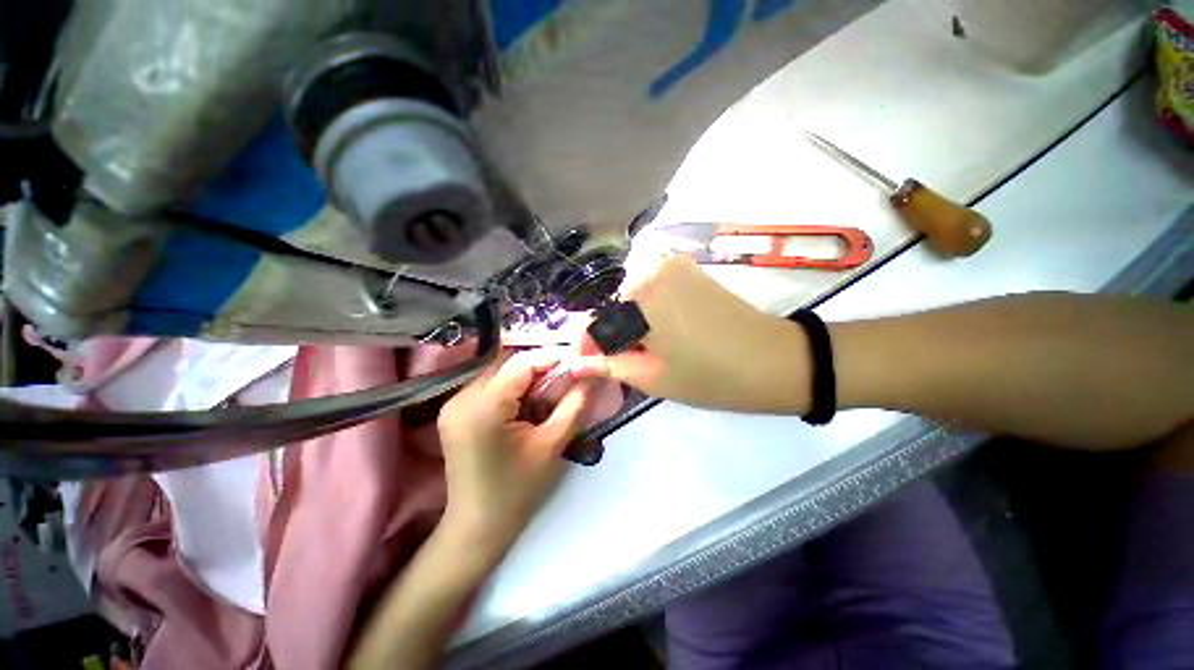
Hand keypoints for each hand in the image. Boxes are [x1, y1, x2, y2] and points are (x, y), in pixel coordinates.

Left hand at [437, 349, 590, 563]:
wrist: (478, 527)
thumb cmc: (518, 490)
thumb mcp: (552, 444)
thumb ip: (574, 403)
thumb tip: (590, 374)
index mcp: (484, 408)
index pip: (521, 363)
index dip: (550, 358)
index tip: (575, 362)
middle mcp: (461, 399)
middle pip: (506, 364)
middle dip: (538, 366)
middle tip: (563, 378)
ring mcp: (452, 405)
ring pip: (497, 372)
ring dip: (524, 376)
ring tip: (546, 392)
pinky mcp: (453, 412)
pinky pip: (487, 386)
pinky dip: (510, 387)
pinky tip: (524, 403)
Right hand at [570, 256, 810, 413]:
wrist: (773, 360)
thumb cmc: (709, 376)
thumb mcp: (651, 377)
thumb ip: (608, 366)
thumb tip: (575, 364)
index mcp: (639, 299)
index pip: (596, 322)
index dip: (586, 346)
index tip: (583, 364)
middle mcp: (650, 271)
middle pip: (613, 308)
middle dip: (608, 336)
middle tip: (615, 363)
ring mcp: (670, 265)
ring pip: (631, 299)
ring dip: (627, 324)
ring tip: (638, 350)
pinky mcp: (687, 269)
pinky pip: (651, 290)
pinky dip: (645, 311)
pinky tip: (656, 332)